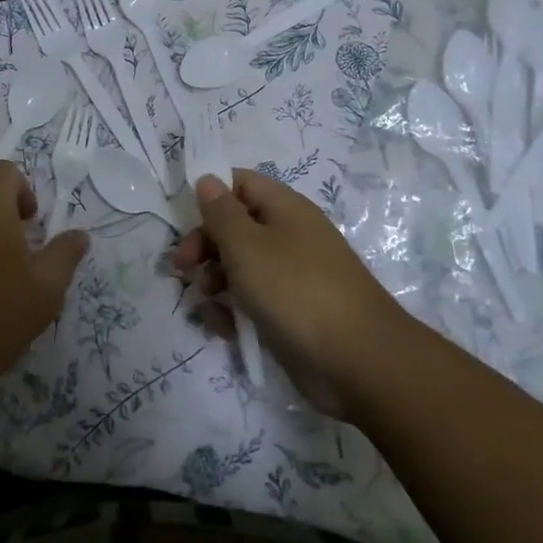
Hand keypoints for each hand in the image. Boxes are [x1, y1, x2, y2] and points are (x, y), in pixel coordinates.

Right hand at [174, 170, 404, 415]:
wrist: (359, 362)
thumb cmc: (295, 290)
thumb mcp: (246, 245)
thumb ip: (221, 212)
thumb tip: (208, 180)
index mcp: (284, 208)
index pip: (240, 183)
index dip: (211, 194)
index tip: (185, 219)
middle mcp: (289, 236)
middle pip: (236, 226)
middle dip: (205, 244)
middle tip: (182, 267)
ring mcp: (292, 276)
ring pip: (241, 266)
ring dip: (215, 280)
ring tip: (207, 300)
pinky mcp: (292, 313)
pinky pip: (254, 301)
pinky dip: (234, 311)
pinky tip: (224, 327)